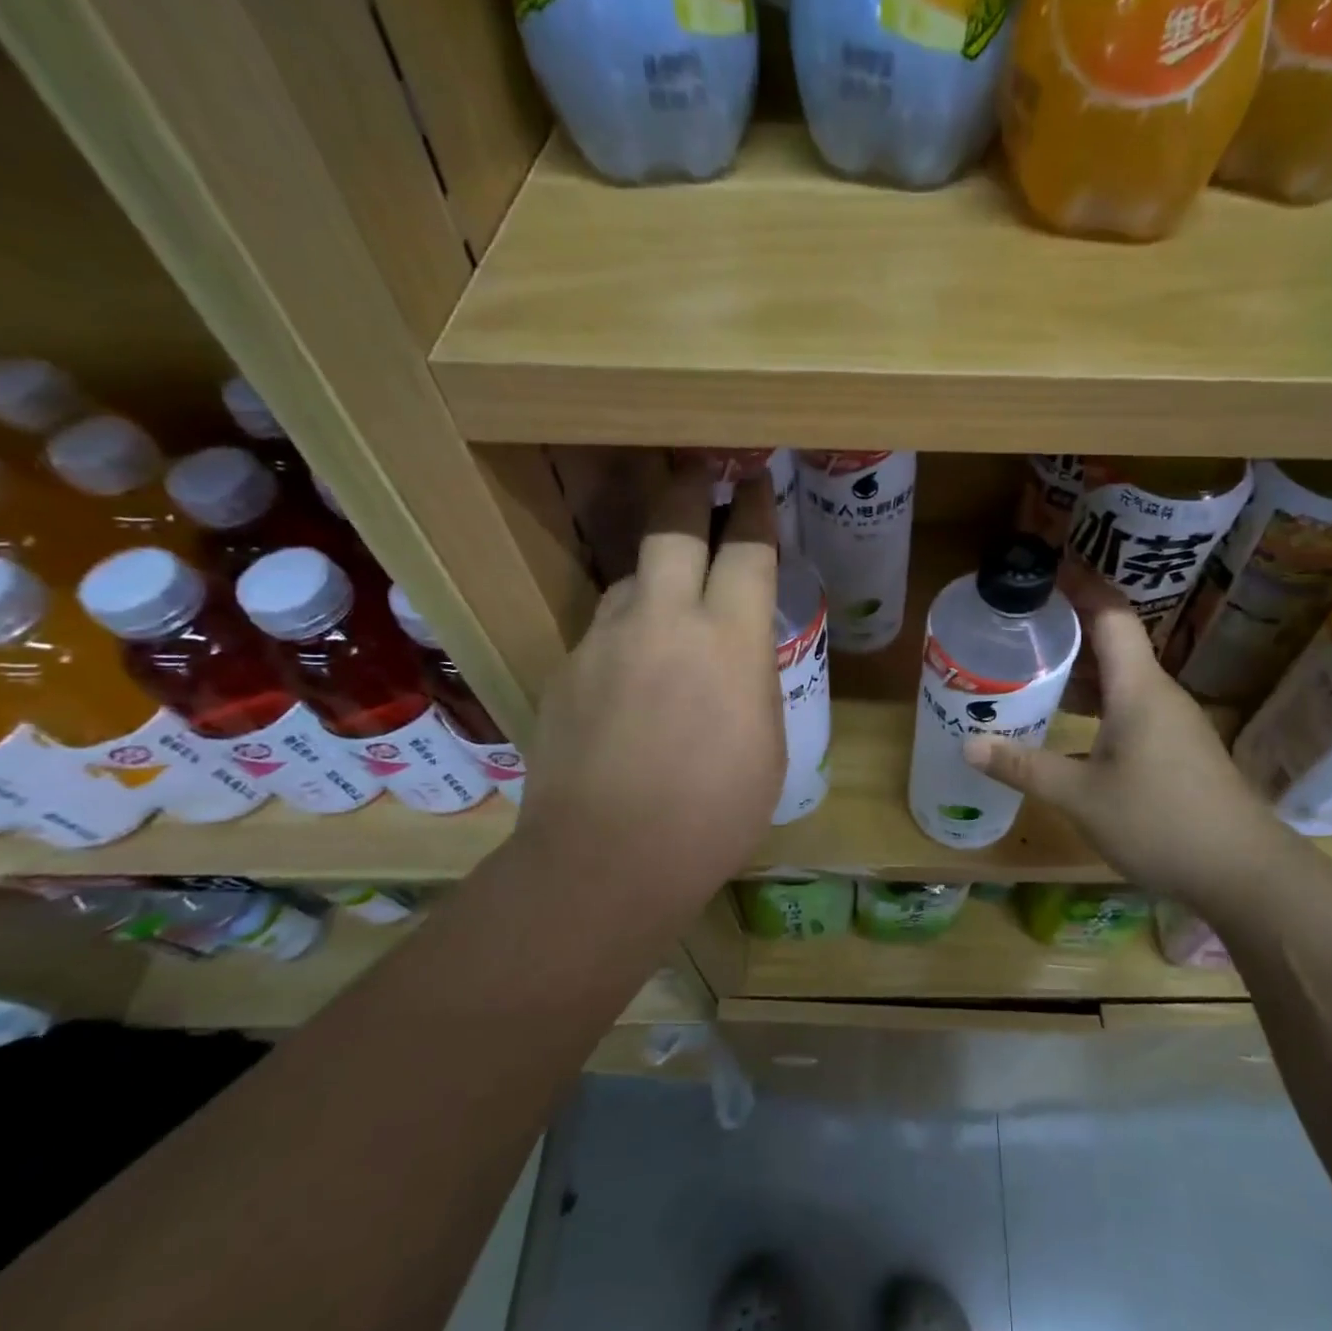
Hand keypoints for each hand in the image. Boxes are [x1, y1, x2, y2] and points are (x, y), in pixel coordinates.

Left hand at [516, 463, 782, 922]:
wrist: (606, 860)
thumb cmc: (714, 813)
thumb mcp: (767, 745)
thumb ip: (751, 681)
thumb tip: (735, 657)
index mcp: (727, 638)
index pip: (747, 547)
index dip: (755, 508)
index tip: (756, 482)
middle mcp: (662, 618)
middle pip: (670, 524)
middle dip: (688, 488)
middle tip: (696, 469)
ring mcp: (603, 639)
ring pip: (629, 581)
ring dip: (653, 579)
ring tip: (666, 608)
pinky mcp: (564, 668)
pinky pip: (602, 634)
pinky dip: (624, 640)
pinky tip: (629, 685)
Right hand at [963, 572, 1294, 909]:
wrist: (1243, 872)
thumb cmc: (1160, 822)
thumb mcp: (1080, 796)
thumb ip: (1023, 767)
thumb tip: (968, 745)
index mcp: (1138, 688)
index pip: (1111, 615)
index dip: (1080, 586)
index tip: (1043, 570)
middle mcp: (1157, 693)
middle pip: (1113, 642)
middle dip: (1067, 626)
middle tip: (1018, 622)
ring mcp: (1171, 721)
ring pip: (1120, 678)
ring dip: (1079, 668)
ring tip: (1031, 665)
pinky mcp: (1175, 747)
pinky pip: (1129, 705)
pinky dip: (1095, 701)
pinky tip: (1066, 720)